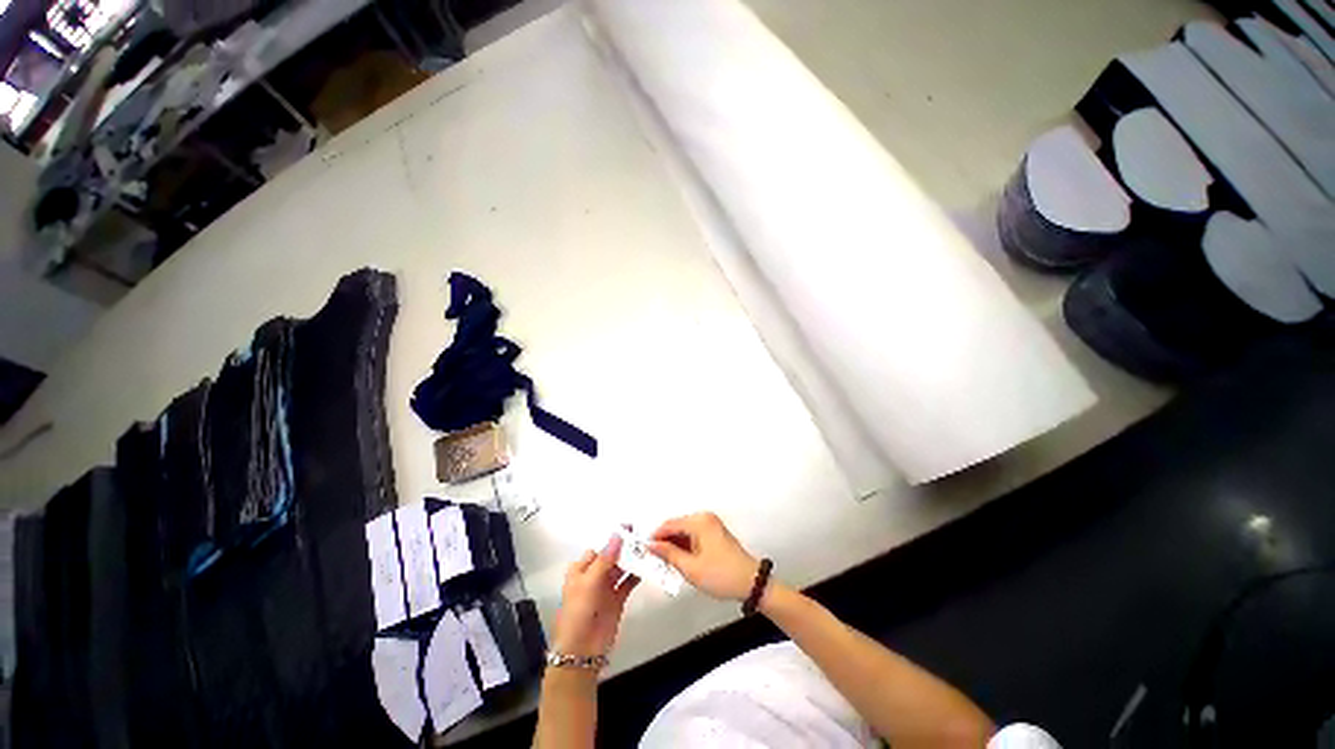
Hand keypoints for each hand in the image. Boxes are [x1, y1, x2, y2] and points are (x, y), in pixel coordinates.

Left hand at [552, 535, 638, 657]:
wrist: (582, 650)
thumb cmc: (578, 612)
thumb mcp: (589, 582)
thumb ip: (605, 559)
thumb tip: (617, 536)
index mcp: (581, 568)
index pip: (599, 547)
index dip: (613, 537)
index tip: (629, 527)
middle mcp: (594, 575)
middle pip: (612, 555)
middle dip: (626, 547)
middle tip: (643, 537)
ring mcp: (606, 587)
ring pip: (621, 567)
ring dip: (633, 559)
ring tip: (647, 549)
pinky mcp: (617, 598)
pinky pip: (628, 582)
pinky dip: (637, 574)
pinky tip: (647, 567)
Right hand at [648, 513, 760, 600]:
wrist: (751, 583)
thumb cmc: (724, 575)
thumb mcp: (691, 568)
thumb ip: (669, 554)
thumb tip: (653, 546)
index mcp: (699, 521)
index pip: (670, 524)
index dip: (655, 536)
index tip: (644, 548)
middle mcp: (705, 518)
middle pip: (677, 526)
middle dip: (665, 541)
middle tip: (653, 558)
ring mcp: (711, 525)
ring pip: (684, 532)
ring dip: (675, 545)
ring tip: (665, 563)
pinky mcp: (714, 533)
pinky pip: (693, 535)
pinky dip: (685, 546)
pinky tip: (680, 561)